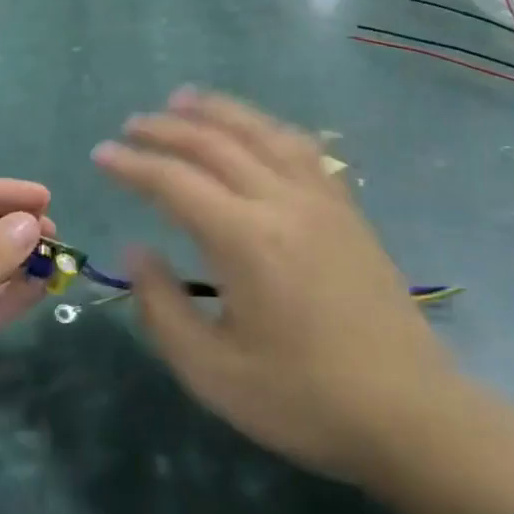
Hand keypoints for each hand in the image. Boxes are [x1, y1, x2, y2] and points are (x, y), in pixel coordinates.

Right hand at [92, 90, 456, 487]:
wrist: (412, 416)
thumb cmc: (305, 400)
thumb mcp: (213, 373)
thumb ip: (162, 307)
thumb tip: (136, 249)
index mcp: (246, 241)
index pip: (175, 182)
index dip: (132, 164)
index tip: (101, 154)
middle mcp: (283, 203)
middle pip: (215, 144)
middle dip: (166, 128)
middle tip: (131, 124)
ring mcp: (322, 201)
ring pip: (262, 132)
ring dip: (218, 110)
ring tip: (183, 98)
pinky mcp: (347, 210)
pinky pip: (302, 148)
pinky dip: (266, 127)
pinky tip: (254, 129)